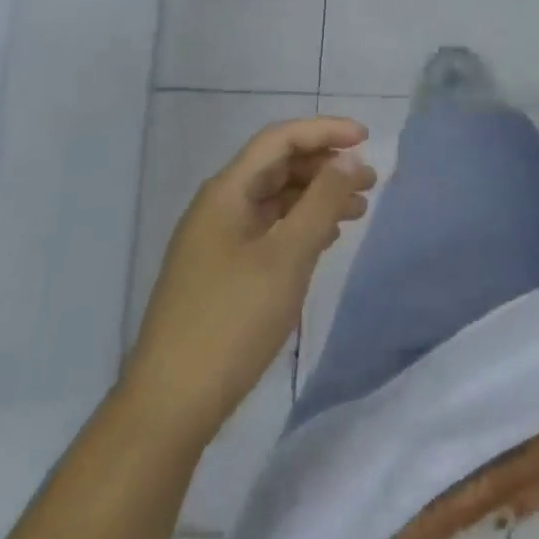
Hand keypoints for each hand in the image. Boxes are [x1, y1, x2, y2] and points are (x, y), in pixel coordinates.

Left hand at [125, 117, 376, 433]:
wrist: (170, 407)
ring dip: (317, 197)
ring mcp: (217, 241)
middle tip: (368, 181)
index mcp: (226, 193)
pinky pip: (269, 230)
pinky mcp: (222, 272)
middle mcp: (219, 207)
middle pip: (277, 166)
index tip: (365, 138)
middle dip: (325, 166)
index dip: (324, 131)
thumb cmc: (231, 321)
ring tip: (358, 211)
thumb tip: (349, 159)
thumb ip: (322, 201)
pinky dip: (301, 226)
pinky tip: (326, 240)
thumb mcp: (287, 256)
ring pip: (275, 200)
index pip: (279, 140)